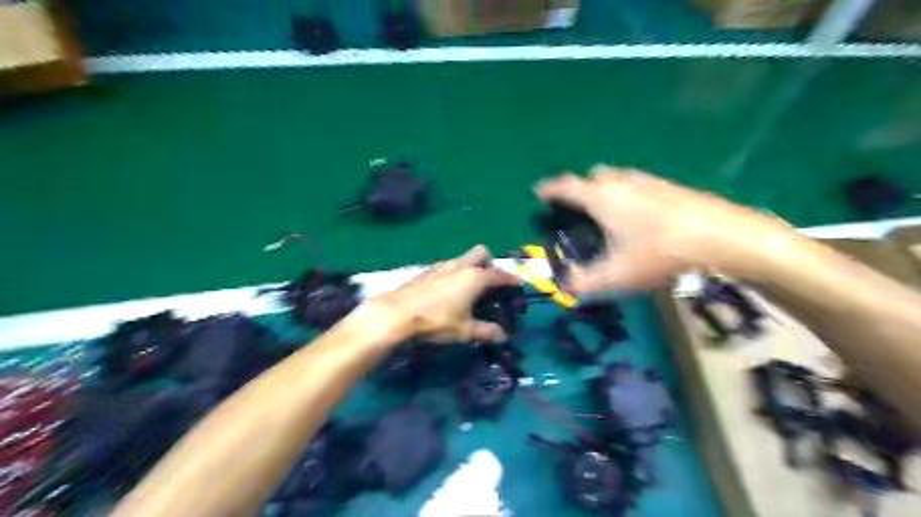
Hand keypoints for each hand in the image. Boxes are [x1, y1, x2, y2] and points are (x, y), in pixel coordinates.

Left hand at [369, 245, 520, 342]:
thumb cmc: (436, 321)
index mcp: (475, 277)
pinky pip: (449, 265)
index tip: (518, 283)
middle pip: (482, 253)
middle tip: (489, 282)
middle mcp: (461, 266)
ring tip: (469, 288)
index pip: (500, 275)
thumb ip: (486, 331)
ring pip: (464, 258)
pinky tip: (448, 291)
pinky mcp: (428, 270)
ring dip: (471, 267)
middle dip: (490, 263)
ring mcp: (443, 265)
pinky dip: (455, 273)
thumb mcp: (465, 330)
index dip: (511, 279)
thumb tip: (502, 336)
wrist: (397, 313)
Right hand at [537, 166, 795, 292]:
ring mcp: (647, 181)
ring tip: (606, 213)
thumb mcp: (617, 275)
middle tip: (577, 209)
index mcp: (601, 198)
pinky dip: (627, 193)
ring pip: (616, 178)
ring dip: (604, 188)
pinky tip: (638, 216)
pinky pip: (637, 183)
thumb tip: (568, 288)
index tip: (538, 192)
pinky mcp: (668, 186)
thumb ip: (586, 284)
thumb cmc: (659, 253)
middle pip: (592, 176)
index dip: (549, 189)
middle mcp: (621, 182)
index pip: (566, 186)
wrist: (720, 236)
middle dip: (579, 188)